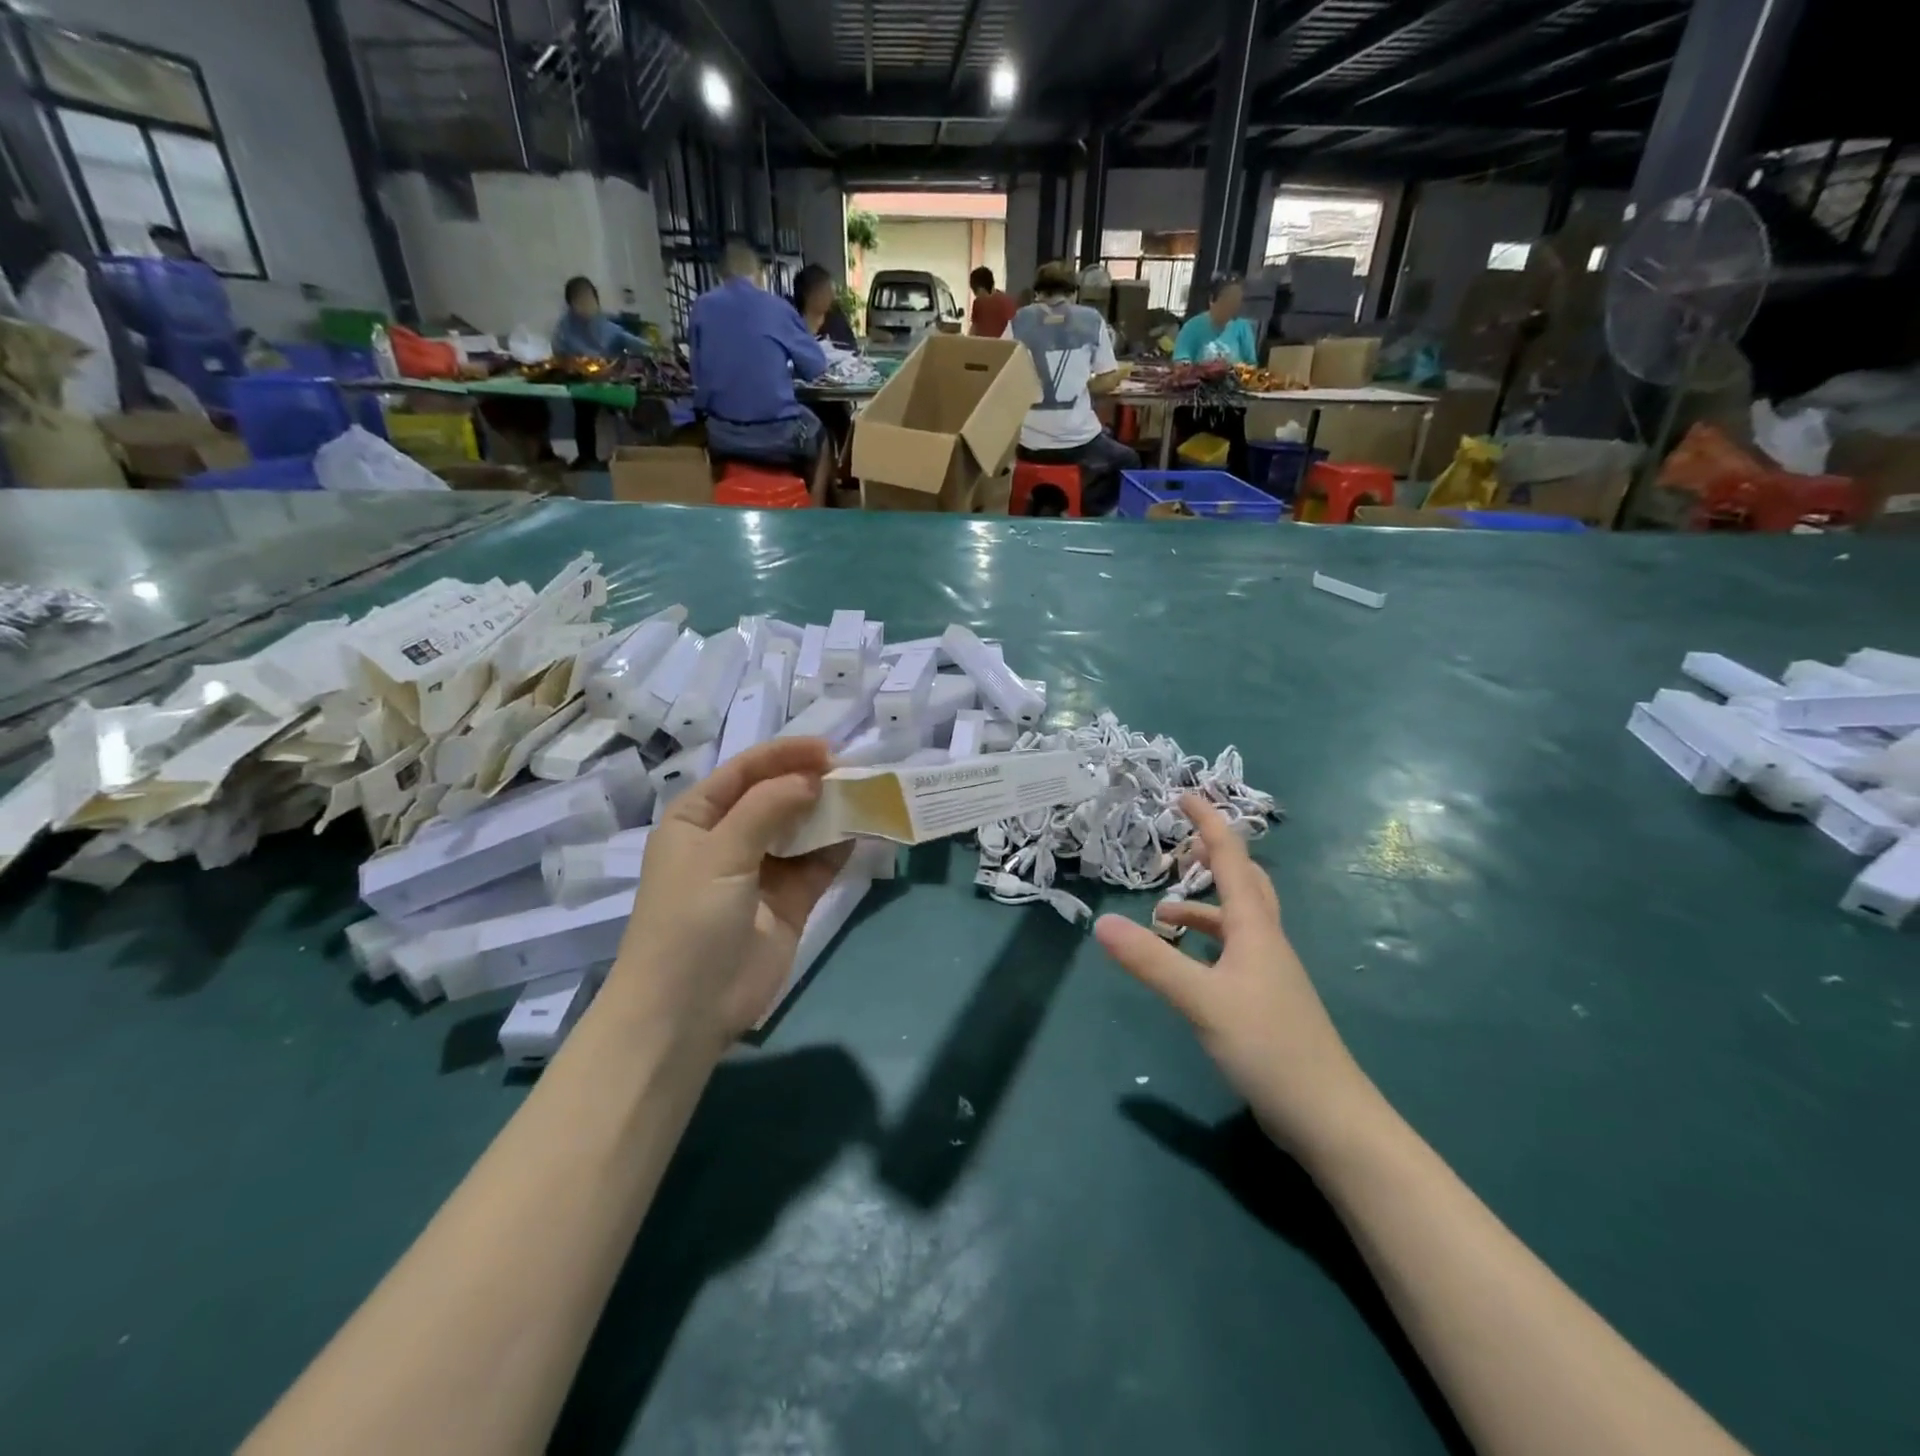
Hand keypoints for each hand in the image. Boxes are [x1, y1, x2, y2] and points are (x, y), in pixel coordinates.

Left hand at [612, 739, 850, 1051]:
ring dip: (830, 813)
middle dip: (812, 782)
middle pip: (776, 796)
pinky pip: (819, 864)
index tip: (828, 750)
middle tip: (854, 772)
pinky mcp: (790, 901)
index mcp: (698, 818)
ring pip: (802, 829)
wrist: (686, 1010)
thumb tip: (811, 778)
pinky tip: (866, 831)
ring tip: (867, 796)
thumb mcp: (720, 854)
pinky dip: (840, 847)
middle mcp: (730, 837)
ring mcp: (762, 870)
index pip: (745, 772)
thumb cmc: (689, 920)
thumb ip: (766, 808)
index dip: (784, 755)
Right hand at [1093, 794, 1377, 1158]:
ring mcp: (1270, 973)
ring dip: (1203, 908)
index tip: (1184, 795)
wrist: (1329, 1116)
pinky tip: (1186, 964)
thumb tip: (1103, 923)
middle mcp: (1266, 941)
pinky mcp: (1266, 1001)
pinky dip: (1206, 944)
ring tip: (1162, 915)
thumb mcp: (1201, 1001)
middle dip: (1215, 856)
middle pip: (1245, 883)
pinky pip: (1233, 952)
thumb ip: (1152, 962)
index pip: (1233, 859)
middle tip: (1181, 845)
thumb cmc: (1269, 1047)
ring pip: (1237, 921)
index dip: (1209, 823)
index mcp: (1255, 929)